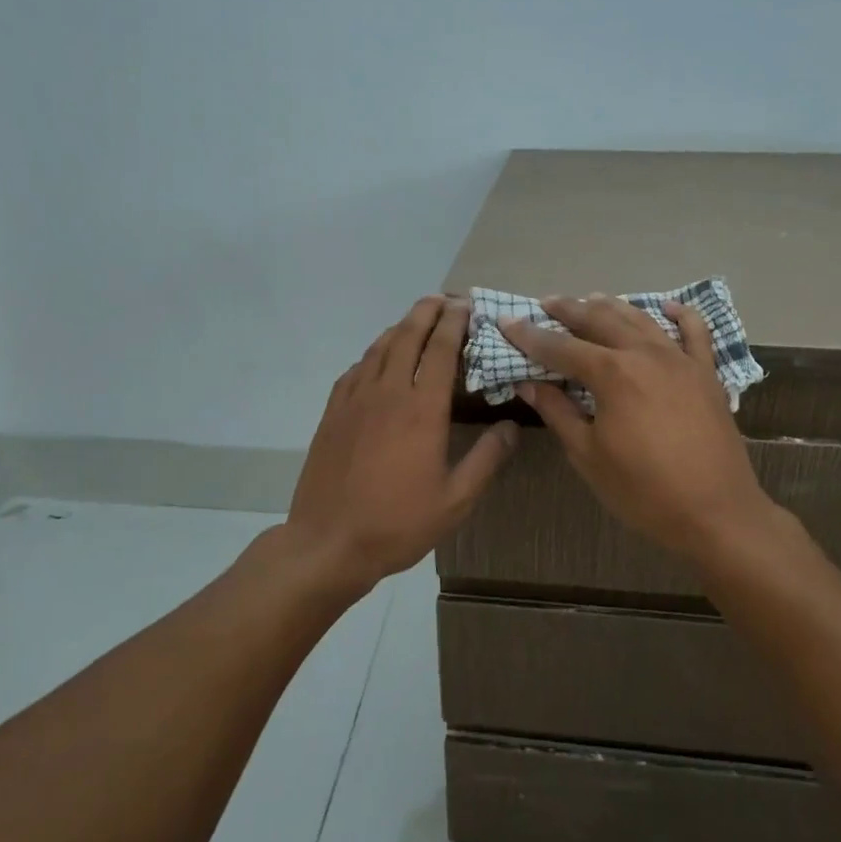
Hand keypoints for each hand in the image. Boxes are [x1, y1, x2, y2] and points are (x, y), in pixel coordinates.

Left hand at [286, 295, 517, 594]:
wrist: (329, 542)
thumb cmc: (398, 523)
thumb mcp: (456, 500)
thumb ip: (487, 459)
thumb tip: (511, 426)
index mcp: (422, 410)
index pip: (441, 350)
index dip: (454, 322)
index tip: (466, 305)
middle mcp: (387, 393)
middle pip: (407, 336)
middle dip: (426, 311)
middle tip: (443, 299)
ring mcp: (355, 400)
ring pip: (379, 348)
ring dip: (400, 327)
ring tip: (416, 320)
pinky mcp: (332, 413)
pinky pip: (356, 369)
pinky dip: (373, 354)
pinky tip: (379, 359)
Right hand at [500, 296, 777, 561]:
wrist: (716, 514)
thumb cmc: (643, 491)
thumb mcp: (588, 455)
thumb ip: (558, 412)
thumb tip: (529, 383)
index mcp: (612, 374)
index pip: (560, 347)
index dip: (530, 336)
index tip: (507, 322)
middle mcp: (645, 354)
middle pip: (600, 321)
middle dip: (569, 310)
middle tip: (546, 303)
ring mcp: (681, 360)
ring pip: (641, 319)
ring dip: (612, 306)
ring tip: (590, 299)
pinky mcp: (706, 373)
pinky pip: (695, 332)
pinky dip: (679, 314)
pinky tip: (666, 306)